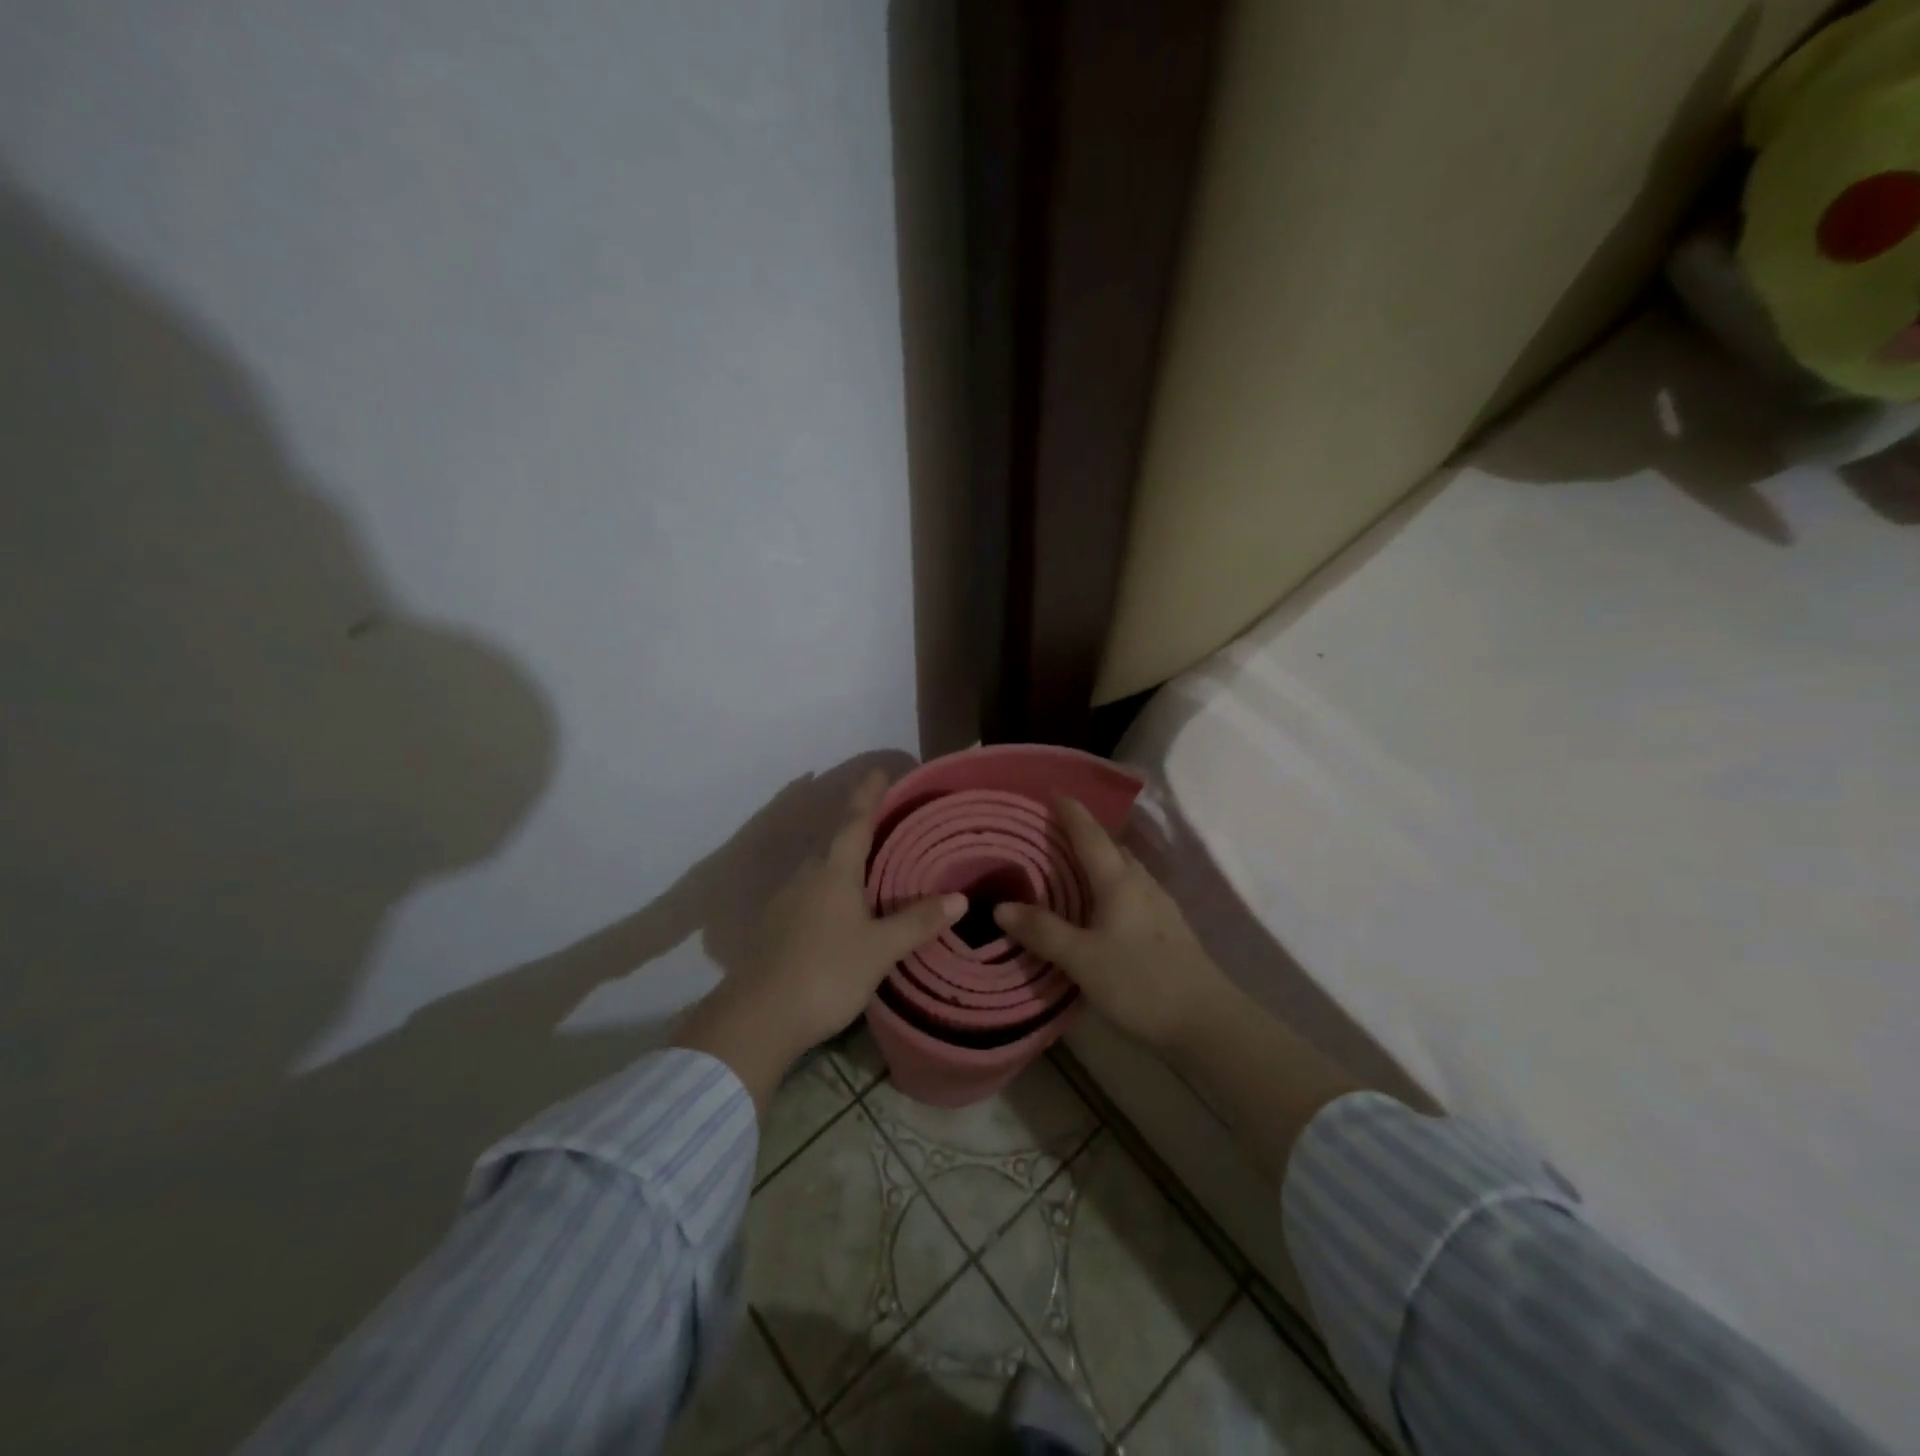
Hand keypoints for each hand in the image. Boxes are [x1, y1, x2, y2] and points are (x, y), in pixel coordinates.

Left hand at [677, 769, 963, 1107]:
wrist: (758, 1018)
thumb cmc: (826, 973)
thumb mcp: (880, 949)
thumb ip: (917, 922)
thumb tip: (960, 898)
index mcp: (833, 872)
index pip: (855, 822)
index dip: (869, 795)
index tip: (879, 771)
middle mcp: (806, 876)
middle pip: (833, 841)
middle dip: (855, 825)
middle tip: (881, 818)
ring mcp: (785, 900)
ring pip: (818, 867)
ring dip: (840, 857)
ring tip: (864, 861)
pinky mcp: (775, 926)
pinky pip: (807, 891)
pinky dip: (827, 886)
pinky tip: (837, 906)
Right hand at [993, 797, 1233, 1058]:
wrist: (1206, 1022)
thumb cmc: (1140, 982)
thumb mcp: (1082, 959)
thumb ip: (1043, 931)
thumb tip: (1000, 907)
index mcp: (1119, 881)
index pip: (1090, 834)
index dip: (1071, 812)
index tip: (1052, 792)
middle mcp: (1141, 884)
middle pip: (1110, 846)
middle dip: (1082, 832)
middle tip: (1051, 830)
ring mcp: (1159, 905)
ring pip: (1123, 869)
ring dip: (1097, 859)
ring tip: (1069, 865)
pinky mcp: (1167, 927)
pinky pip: (1131, 890)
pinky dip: (1109, 884)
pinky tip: (1099, 905)